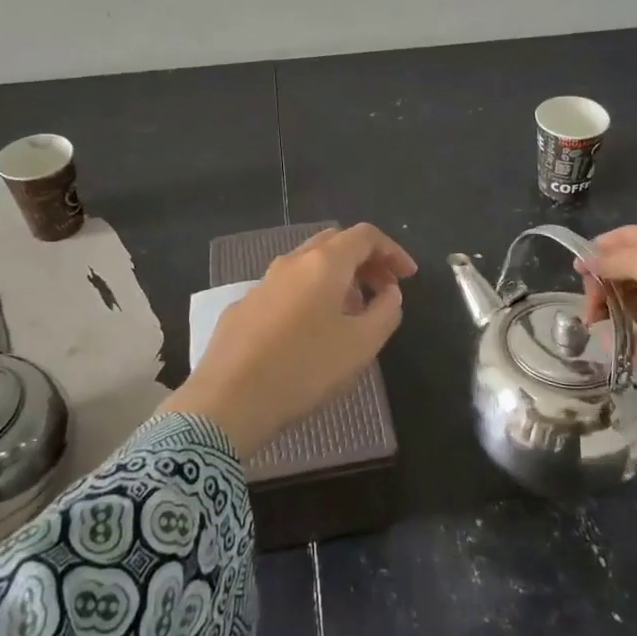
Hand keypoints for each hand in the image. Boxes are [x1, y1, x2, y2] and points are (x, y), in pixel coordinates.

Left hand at [157, 223, 416, 456]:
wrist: (229, 400)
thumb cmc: (304, 368)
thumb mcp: (360, 345)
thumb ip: (385, 312)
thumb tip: (389, 292)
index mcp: (324, 263)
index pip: (365, 235)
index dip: (392, 250)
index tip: (407, 276)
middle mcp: (291, 262)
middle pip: (335, 243)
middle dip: (365, 260)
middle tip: (384, 289)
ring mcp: (263, 282)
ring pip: (308, 265)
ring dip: (337, 278)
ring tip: (353, 311)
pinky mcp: (244, 306)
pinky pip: (287, 288)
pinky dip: (310, 294)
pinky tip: (311, 329)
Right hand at [577, 226, 636, 442]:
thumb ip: (613, 259)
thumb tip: (587, 261)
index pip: (627, 237)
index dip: (599, 248)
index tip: (575, 268)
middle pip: (626, 270)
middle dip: (601, 283)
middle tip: (588, 305)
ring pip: (633, 302)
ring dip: (610, 311)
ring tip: (594, 325)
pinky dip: (626, 339)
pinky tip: (609, 344)